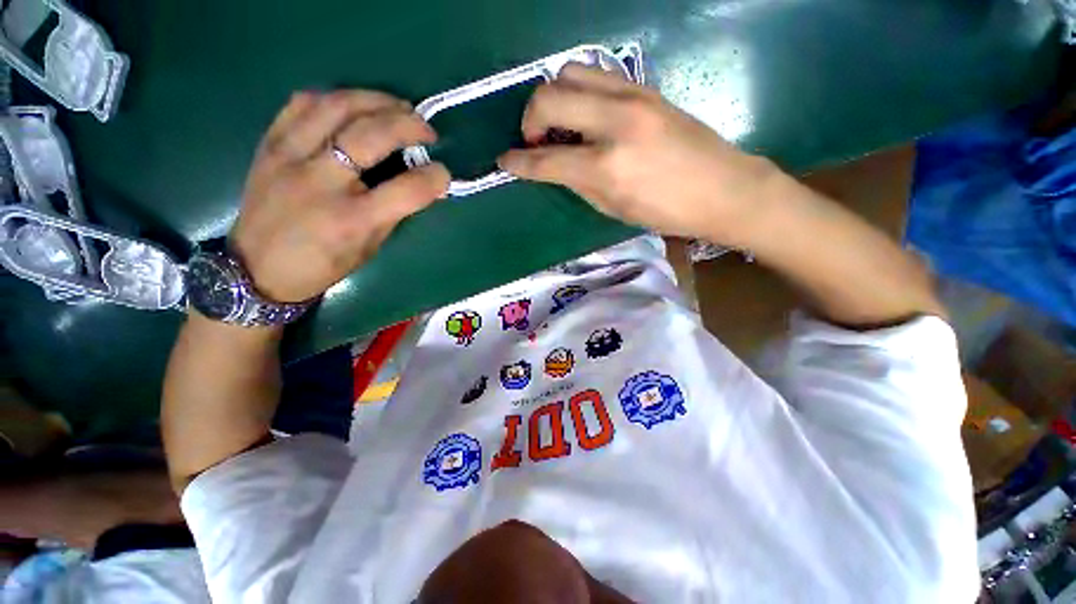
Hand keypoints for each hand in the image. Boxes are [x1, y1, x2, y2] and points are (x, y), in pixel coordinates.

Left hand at [230, 90, 449, 302]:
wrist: (258, 268)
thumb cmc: (323, 265)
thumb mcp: (370, 247)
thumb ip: (395, 212)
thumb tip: (421, 184)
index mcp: (351, 219)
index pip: (407, 190)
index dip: (435, 178)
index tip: (444, 174)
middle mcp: (320, 182)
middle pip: (371, 135)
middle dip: (408, 124)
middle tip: (426, 128)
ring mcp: (289, 157)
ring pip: (336, 106)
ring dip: (375, 99)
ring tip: (397, 106)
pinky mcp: (269, 144)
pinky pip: (302, 103)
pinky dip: (335, 98)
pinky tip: (353, 106)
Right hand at [498, 64, 777, 244]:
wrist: (723, 187)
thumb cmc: (666, 212)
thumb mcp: (613, 209)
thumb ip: (577, 183)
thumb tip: (553, 167)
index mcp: (606, 167)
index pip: (545, 160)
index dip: (518, 162)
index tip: (504, 161)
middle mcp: (615, 123)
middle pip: (549, 98)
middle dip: (529, 119)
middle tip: (534, 141)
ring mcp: (633, 97)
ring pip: (571, 73)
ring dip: (553, 98)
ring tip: (559, 125)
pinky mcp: (646, 87)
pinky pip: (597, 75)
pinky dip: (579, 92)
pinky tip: (586, 115)